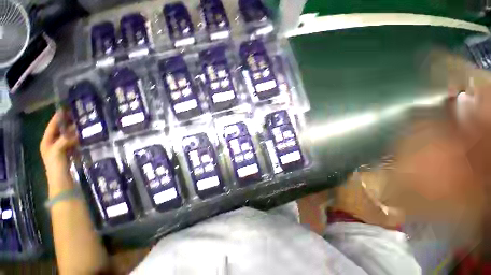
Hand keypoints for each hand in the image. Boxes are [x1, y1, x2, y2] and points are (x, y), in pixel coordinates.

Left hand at [40, 112, 77, 196]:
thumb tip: (77, 132)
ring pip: (68, 137)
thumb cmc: (56, 166)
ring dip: (75, 132)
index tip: (66, 109)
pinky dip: (79, 139)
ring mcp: (61, 149)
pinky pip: (74, 143)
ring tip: (84, 125)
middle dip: (68, 124)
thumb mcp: (57, 151)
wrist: (62, 182)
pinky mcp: (69, 154)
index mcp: (46, 142)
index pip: (52, 126)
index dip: (58, 118)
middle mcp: (53, 144)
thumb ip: (65, 140)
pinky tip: (85, 137)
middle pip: (60, 131)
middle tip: (78, 116)